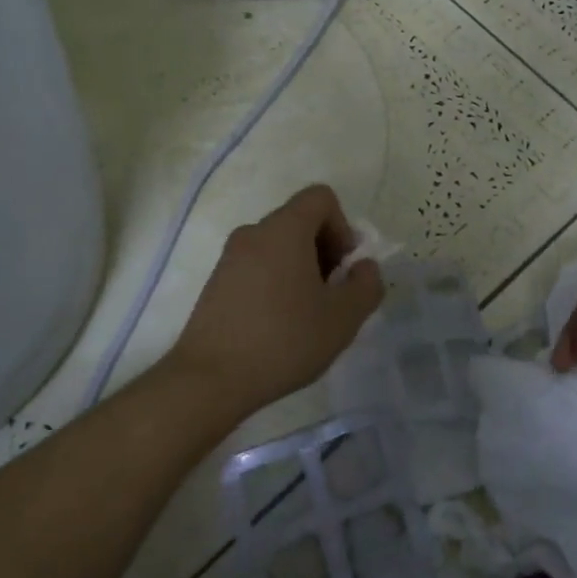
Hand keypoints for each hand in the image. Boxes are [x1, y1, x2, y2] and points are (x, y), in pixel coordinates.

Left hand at [167, 185, 383, 418]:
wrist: (209, 379)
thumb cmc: (284, 340)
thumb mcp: (344, 317)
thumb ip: (367, 284)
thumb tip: (363, 267)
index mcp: (284, 229)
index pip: (321, 197)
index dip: (343, 227)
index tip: (342, 269)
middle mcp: (254, 232)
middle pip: (300, 222)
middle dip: (325, 251)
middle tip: (331, 296)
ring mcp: (230, 258)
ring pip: (279, 247)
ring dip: (302, 270)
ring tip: (306, 316)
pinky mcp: (216, 283)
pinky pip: (258, 268)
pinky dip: (276, 284)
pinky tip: (279, 326)